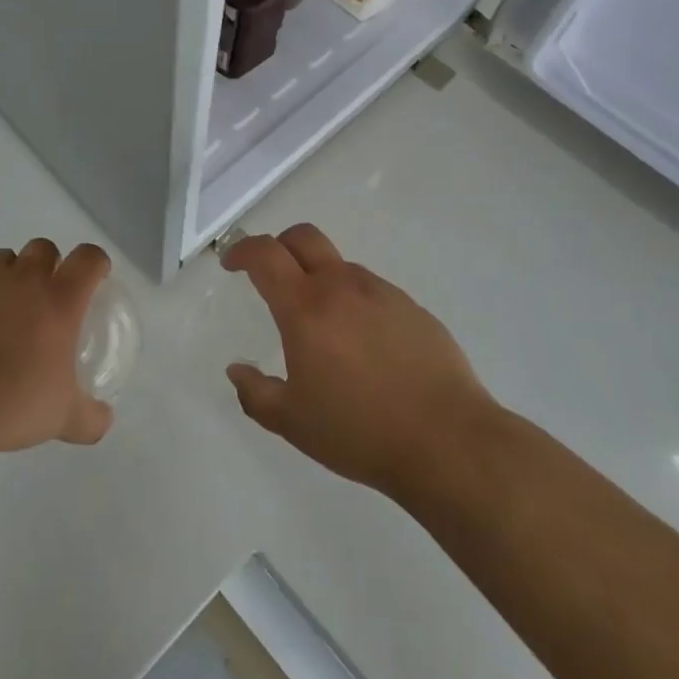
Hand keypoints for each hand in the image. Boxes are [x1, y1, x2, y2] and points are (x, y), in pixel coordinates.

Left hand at [0, 239, 114, 454]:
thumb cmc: (15, 403)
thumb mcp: (63, 418)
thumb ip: (89, 418)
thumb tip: (104, 421)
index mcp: (59, 299)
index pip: (87, 258)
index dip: (96, 262)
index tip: (96, 277)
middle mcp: (22, 281)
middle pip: (42, 247)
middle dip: (49, 262)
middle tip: (49, 295)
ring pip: (1, 259)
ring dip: (11, 274)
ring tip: (8, 310)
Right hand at [223, 224, 494, 498]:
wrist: (448, 441)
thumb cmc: (360, 431)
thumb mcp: (293, 422)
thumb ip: (256, 393)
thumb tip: (236, 370)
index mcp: (306, 308)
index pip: (265, 255)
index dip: (242, 250)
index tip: (231, 263)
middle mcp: (342, 287)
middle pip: (304, 237)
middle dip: (279, 245)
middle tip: (270, 274)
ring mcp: (382, 293)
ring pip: (340, 266)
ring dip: (320, 279)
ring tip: (323, 327)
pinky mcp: (413, 308)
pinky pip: (372, 291)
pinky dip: (355, 302)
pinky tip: (365, 346)